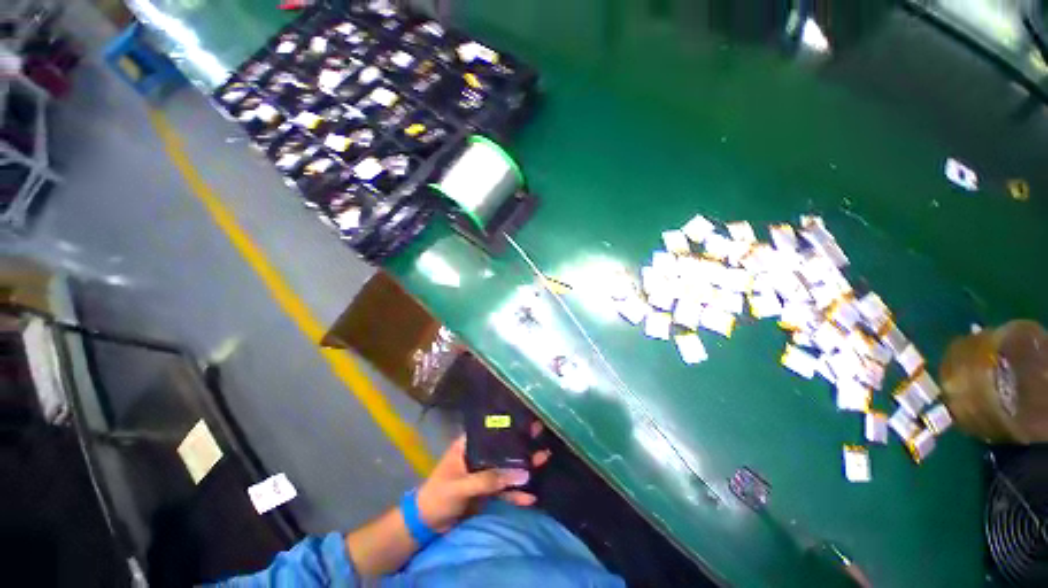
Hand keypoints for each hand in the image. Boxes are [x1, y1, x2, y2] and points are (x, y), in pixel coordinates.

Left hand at [415, 422, 549, 532]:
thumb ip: (490, 479)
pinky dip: (516, 494)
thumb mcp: (461, 485)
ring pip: (507, 468)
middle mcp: (479, 456)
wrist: (426, 525)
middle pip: (503, 448)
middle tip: (542, 436)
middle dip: (522, 445)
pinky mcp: (487, 492)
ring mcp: (484, 474)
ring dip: (524, 467)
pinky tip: (531, 497)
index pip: (491, 431)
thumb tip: (523, 474)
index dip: (509, 425)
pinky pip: (505, 491)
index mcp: (469, 445)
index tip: (528, 421)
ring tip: (545, 459)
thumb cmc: (438, 496)